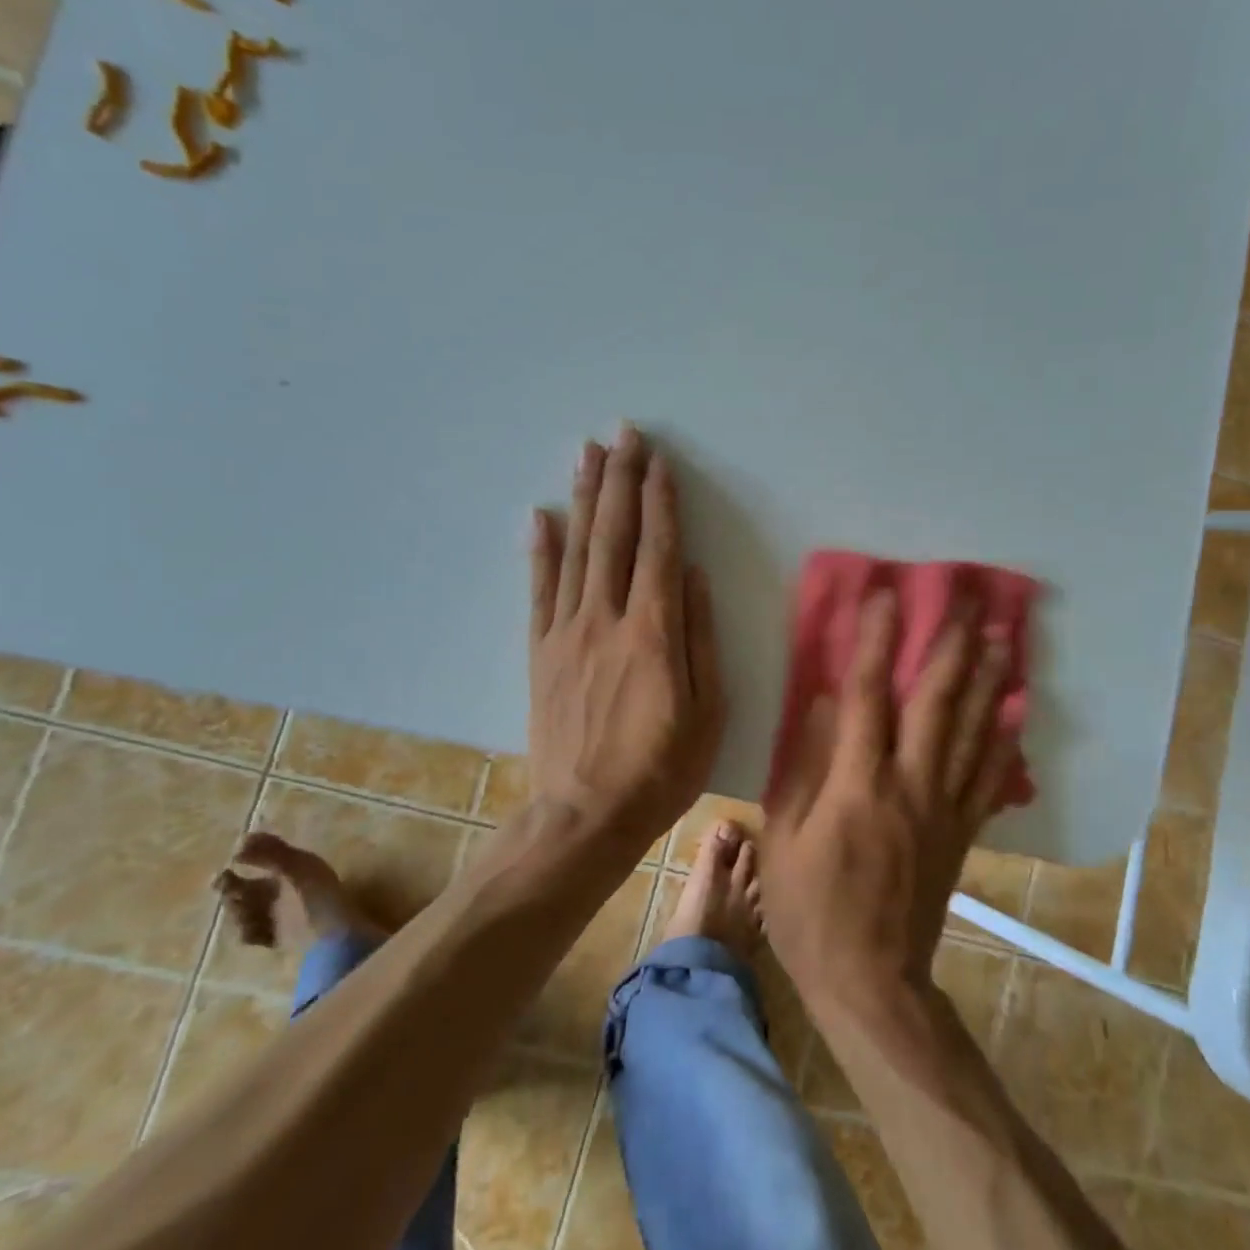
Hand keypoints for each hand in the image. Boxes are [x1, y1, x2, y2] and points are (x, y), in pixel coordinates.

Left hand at [528, 425, 724, 841]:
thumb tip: (696, 577)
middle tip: (622, 434)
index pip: (659, 549)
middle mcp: (607, 618)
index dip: (660, 501)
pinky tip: (540, 515)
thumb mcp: (709, 710)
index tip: (659, 461)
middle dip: (620, 480)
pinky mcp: (541, 652)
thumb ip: (701, 638)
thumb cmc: (662, 768)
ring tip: (586, 453)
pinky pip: (539, 590)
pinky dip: (540, 549)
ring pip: (576, 550)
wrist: (585, 816)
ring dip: (583, 498)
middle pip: (614, 535)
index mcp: (654, 631)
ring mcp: (567, 632)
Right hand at [763, 589, 1017, 1014]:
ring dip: (987, 679)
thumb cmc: (810, 911)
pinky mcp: (961, 833)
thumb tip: (821, 703)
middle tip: (968, 598)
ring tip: (1002, 635)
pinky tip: (1018, 709)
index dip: (874, 641)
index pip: (866, 696)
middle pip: (936, 702)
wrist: (872, 982)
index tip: (885, 594)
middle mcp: (909, 785)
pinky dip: (1005, 740)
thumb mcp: (783, 839)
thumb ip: (803, 766)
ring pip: (972, 731)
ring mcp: (943, 809)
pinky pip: (989, 778)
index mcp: (858, 785)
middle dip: (950, 644)